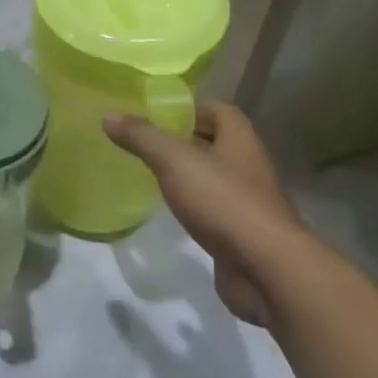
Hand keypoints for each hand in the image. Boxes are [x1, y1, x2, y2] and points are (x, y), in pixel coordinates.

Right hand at [104, 103, 311, 324]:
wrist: (267, 270)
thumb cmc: (224, 202)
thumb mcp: (175, 161)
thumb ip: (142, 137)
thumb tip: (109, 114)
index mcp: (240, 141)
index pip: (220, 111)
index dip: (191, 107)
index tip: (158, 112)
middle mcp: (249, 167)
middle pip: (216, 144)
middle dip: (185, 140)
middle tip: (146, 141)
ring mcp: (248, 204)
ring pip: (214, 179)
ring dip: (188, 175)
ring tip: (151, 174)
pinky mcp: (241, 235)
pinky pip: (213, 211)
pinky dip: (193, 208)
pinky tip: (169, 212)